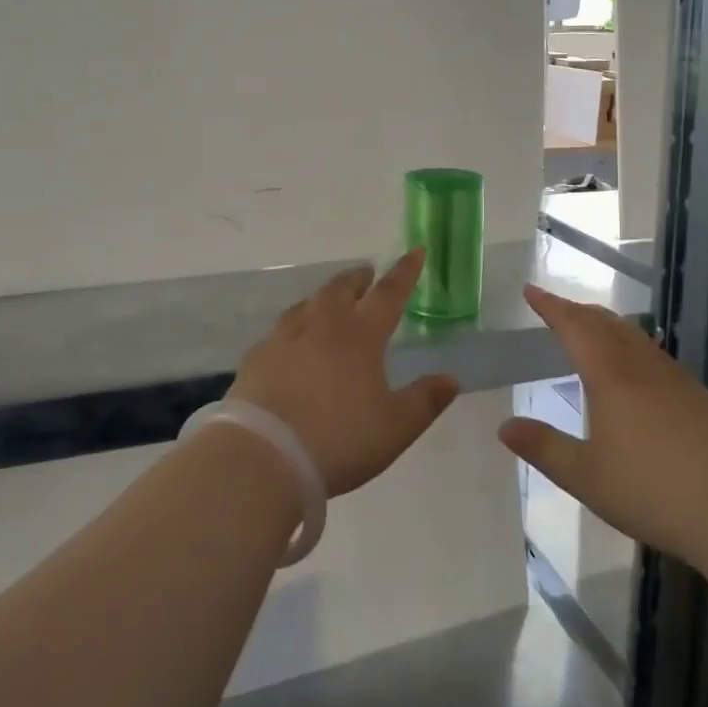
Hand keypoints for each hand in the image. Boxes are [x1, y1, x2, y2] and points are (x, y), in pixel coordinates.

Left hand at [227, 249, 460, 497]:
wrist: (264, 456)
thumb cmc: (340, 439)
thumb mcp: (395, 427)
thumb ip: (424, 400)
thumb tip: (451, 378)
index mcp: (360, 335)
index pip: (389, 293)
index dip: (405, 271)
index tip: (415, 250)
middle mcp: (322, 326)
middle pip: (341, 289)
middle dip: (358, 278)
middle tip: (367, 275)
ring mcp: (284, 339)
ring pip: (307, 304)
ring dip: (324, 297)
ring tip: (330, 302)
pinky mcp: (256, 358)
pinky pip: (279, 331)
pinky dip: (293, 327)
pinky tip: (290, 343)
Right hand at [499, 285, 707, 563]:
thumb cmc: (655, 490)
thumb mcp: (586, 476)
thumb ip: (544, 448)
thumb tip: (504, 426)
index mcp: (610, 376)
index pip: (574, 327)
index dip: (551, 306)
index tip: (531, 290)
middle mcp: (643, 367)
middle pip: (606, 324)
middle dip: (577, 311)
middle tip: (556, 308)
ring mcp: (677, 381)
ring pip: (635, 338)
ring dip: (607, 326)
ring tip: (592, 331)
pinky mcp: (702, 400)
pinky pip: (655, 358)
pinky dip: (632, 349)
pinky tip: (637, 375)